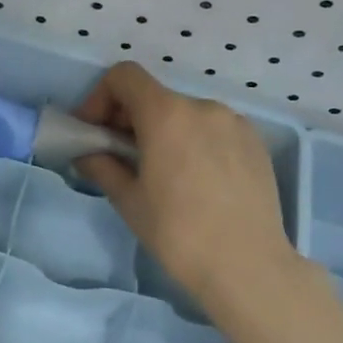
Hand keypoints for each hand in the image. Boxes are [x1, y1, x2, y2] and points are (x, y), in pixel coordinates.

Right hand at [74, 63, 302, 319]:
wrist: (247, 267)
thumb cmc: (178, 233)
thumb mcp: (129, 201)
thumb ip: (102, 166)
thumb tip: (87, 155)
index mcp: (167, 114)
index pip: (124, 76)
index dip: (100, 97)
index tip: (95, 132)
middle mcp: (203, 107)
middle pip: (154, 96)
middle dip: (129, 119)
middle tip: (120, 157)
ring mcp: (235, 123)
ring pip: (185, 114)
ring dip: (162, 132)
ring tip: (160, 173)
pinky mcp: (256, 143)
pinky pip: (213, 130)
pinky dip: (193, 142)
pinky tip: (195, 181)